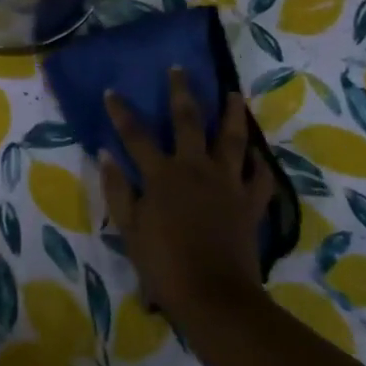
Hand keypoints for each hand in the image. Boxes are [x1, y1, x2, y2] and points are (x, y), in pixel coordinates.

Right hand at [100, 68, 274, 346]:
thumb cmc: (163, 264)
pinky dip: (259, 164)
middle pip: (188, 121)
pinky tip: (258, 153)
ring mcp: (227, 184)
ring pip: (232, 140)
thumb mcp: (129, 228)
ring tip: (234, 94)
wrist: (214, 296)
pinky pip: (259, 178)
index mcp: (162, 174)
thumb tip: (105, 154)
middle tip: (180, 69)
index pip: (136, 135)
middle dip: (181, 93)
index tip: (112, 91)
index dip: (122, 112)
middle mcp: (196, 168)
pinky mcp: (250, 203)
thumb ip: (117, 189)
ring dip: (232, 114)